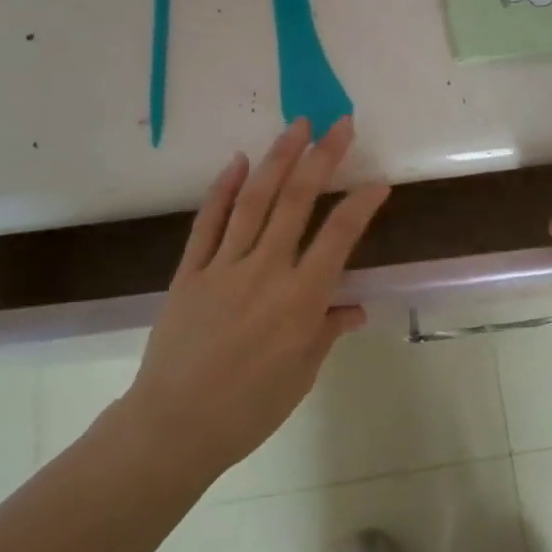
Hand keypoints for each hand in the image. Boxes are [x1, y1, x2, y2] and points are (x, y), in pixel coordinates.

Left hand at [113, 118, 390, 481]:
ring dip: (278, 159)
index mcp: (301, 299)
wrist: (173, 426)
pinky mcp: (190, 271)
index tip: (379, 181)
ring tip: (297, 126)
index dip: (362, 204)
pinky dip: (223, 189)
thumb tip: (355, 306)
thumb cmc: (249, 409)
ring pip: (255, 201)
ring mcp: (224, 266)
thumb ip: (327, 330)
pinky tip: (238, 161)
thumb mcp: (301, 375)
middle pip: (297, 201)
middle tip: (340, 124)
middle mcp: (265, 271)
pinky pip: (208, 222)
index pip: (339, 236)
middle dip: (322, 158)